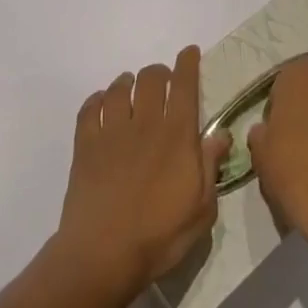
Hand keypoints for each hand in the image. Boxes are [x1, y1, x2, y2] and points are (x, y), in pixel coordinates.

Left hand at [53, 46, 230, 300]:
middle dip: (159, 72)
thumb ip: (211, 167)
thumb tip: (221, 134)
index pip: (184, 85)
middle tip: (162, 81)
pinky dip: (97, 100)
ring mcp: (112, 130)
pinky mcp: (86, 144)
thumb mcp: (201, 209)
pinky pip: (90, 108)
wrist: (102, 254)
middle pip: (150, 78)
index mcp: (176, 135)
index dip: (187, 64)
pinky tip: (101, 105)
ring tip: (129, 88)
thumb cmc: (158, 236)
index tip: (189, 52)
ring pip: (119, 88)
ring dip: (127, 83)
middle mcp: (145, 122)